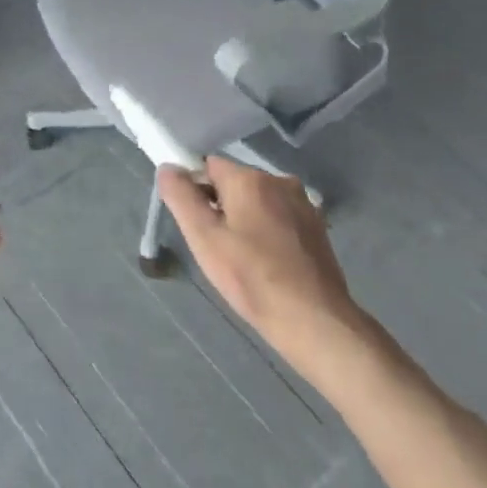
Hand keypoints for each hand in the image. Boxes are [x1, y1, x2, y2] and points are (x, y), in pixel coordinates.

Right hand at [157, 157, 366, 372]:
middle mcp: (280, 181)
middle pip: (235, 183)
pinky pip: (280, 217)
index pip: (209, 166)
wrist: (314, 321)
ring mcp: (303, 204)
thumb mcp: (203, 238)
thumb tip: (168, 168)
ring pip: (258, 201)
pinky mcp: (317, 227)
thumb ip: (181, 197)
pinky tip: (268, 264)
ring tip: (243, 259)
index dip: (196, 191)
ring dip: (245, 220)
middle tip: (217, 247)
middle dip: (221, 206)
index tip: (197, 225)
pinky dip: (268, 232)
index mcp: (250, 178)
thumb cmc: (251, 278)